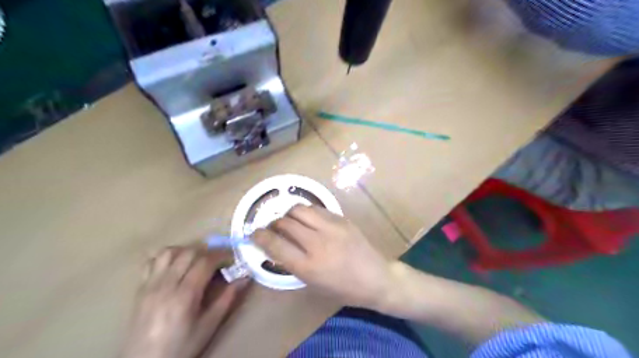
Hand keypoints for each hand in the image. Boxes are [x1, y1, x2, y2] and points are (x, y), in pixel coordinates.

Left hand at [119, 245, 248, 356]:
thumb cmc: (181, 346)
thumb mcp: (209, 325)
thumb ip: (227, 298)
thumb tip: (245, 278)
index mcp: (184, 295)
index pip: (205, 262)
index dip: (222, 255)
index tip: (232, 259)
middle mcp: (166, 284)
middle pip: (189, 253)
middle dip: (208, 252)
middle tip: (219, 261)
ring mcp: (150, 284)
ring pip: (169, 252)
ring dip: (187, 251)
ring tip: (197, 261)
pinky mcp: (140, 288)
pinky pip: (152, 261)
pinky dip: (167, 257)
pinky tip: (176, 265)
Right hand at [252, 206, 397, 309]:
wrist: (376, 278)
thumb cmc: (343, 288)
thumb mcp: (314, 284)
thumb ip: (293, 263)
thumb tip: (275, 245)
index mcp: (309, 266)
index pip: (275, 245)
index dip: (260, 237)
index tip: (254, 233)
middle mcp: (317, 244)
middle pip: (284, 223)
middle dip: (273, 224)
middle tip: (274, 229)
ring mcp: (331, 228)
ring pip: (299, 210)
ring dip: (289, 215)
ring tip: (291, 222)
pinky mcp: (341, 219)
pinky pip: (316, 208)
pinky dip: (306, 212)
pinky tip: (308, 220)